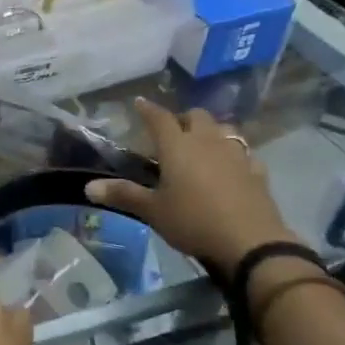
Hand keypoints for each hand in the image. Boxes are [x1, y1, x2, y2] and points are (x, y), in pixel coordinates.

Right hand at [85, 100, 299, 274]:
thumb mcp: (153, 211)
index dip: (147, 109)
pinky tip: (230, 168)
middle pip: (197, 116)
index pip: (159, 118)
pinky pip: (243, 153)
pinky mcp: (256, 172)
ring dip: (210, 132)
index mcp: (178, 146)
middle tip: (172, 133)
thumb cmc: (193, 221)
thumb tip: (88, 187)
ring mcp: (236, 154)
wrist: (250, 242)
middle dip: (183, 119)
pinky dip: (233, 155)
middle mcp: (207, 142)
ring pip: (224, 129)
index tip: (139, 102)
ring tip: (201, 147)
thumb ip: (123, 195)